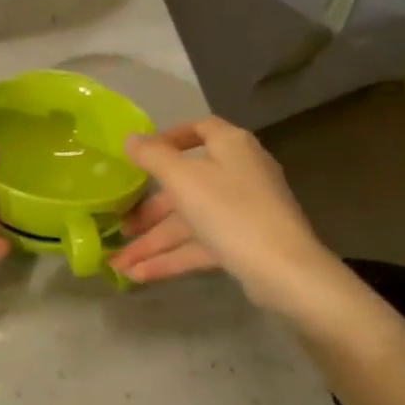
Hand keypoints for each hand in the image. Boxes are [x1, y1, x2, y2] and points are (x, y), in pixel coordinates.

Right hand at [109, 116, 337, 309]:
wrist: (285, 271)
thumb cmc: (230, 211)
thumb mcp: (183, 179)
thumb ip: (152, 156)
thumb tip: (130, 139)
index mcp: (230, 146)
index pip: (199, 130)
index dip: (167, 139)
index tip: (139, 156)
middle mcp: (239, 173)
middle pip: (186, 184)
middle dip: (149, 210)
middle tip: (120, 226)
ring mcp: (243, 210)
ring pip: (190, 221)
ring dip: (154, 242)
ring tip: (120, 263)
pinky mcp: (244, 243)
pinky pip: (201, 244)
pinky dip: (172, 257)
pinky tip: (140, 275)